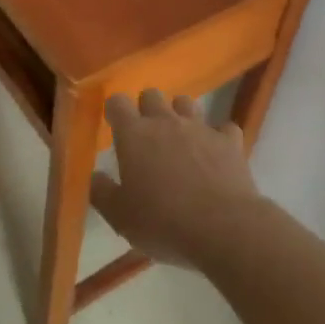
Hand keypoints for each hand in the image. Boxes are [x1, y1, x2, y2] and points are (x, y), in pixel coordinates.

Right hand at [92, 89, 263, 266]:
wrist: (223, 229)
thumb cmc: (162, 222)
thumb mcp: (120, 217)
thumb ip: (102, 192)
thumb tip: (94, 176)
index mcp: (134, 135)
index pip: (117, 102)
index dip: (114, 110)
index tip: (114, 124)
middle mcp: (166, 121)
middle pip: (152, 95)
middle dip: (147, 107)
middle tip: (146, 134)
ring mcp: (201, 128)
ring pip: (187, 103)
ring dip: (180, 114)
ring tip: (180, 138)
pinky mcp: (230, 141)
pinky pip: (224, 128)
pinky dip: (218, 137)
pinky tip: (216, 153)